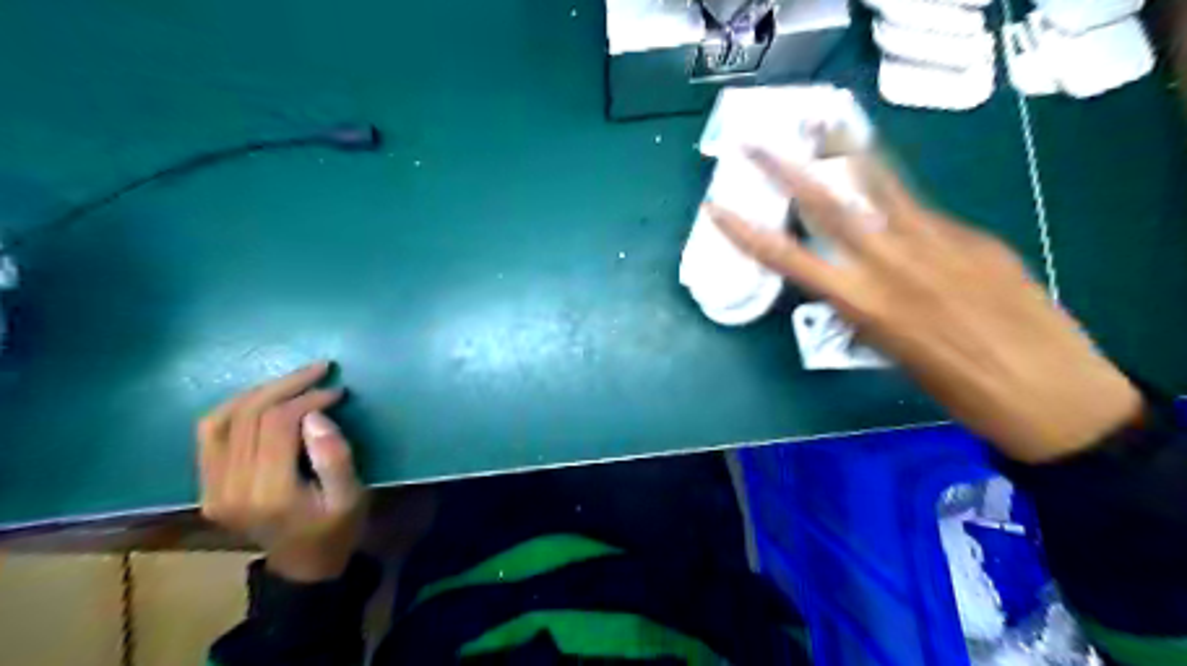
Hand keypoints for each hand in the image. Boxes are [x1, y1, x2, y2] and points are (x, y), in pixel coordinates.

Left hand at [197, 361, 367, 580]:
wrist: (302, 564)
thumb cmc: (336, 528)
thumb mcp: (351, 497)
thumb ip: (335, 457)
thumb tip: (314, 415)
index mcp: (270, 493)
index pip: (277, 424)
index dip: (307, 398)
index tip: (337, 391)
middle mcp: (231, 488)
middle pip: (249, 415)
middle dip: (287, 385)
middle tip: (320, 370)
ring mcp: (211, 487)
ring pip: (224, 418)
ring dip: (261, 391)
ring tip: (294, 379)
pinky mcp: (206, 485)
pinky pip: (210, 432)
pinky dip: (235, 407)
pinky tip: (262, 398)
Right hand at [707, 151, 1144, 462]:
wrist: (1049, 392)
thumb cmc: (958, 390)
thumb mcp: (894, 354)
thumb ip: (869, 309)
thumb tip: (858, 283)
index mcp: (864, 304)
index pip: (789, 259)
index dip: (748, 233)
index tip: (718, 209)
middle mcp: (892, 265)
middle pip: (829, 206)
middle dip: (787, 172)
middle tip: (757, 143)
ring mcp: (937, 242)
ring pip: (882, 187)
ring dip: (848, 153)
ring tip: (827, 124)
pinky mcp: (974, 236)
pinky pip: (924, 211)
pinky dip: (900, 200)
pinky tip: (894, 196)